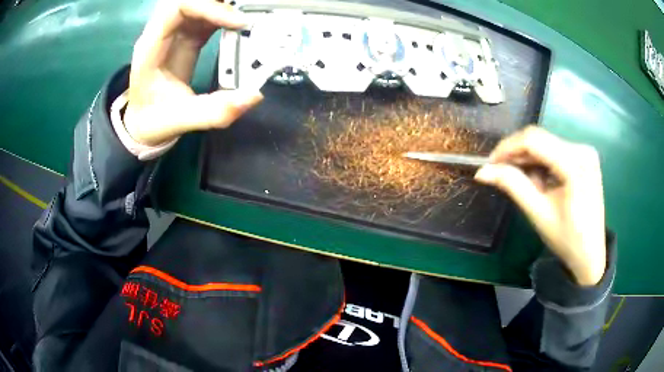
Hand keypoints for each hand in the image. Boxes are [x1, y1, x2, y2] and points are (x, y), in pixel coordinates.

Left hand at [125, 0, 262, 145]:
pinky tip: (240, 23)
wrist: (142, 124)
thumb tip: (253, 96)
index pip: (177, 8)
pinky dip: (225, 15)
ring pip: (198, 4)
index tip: (238, 22)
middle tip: (249, 10)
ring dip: (223, 6)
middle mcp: (161, 34)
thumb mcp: (180, 121)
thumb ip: (213, 112)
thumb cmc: (153, 122)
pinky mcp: (186, 36)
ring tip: (248, 13)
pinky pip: (207, 16)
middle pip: (188, 0)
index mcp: (151, 48)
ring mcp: (174, 33)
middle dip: (218, 2)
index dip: (209, 7)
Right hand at [475, 126, 605, 285]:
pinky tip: (541, 181)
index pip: (533, 140)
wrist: (591, 254)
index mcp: (575, 164)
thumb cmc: (567, 239)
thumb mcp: (538, 213)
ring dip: (530, 160)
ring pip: (546, 144)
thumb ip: (513, 185)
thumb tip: (483, 171)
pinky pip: (555, 150)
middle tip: (502, 175)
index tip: (490, 164)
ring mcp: (585, 152)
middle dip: (518, 155)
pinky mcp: (585, 157)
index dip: (508, 147)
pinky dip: (542, 163)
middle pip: (540, 139)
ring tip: (527, 185)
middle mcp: (582, 149)